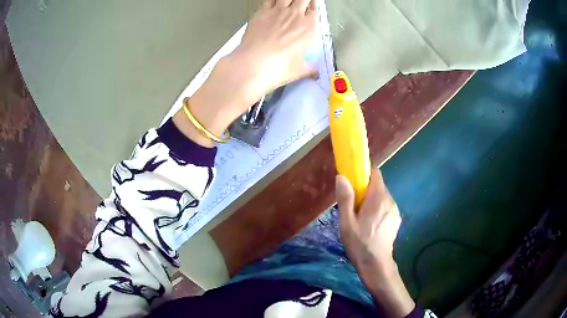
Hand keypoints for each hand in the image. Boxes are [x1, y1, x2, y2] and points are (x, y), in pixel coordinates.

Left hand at [234, 0, 318, 97]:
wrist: (254, 63)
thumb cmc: (278, 67)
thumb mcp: (298, 70)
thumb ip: (309, 68)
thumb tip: (316, 73)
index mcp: (308, 27)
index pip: (313, 9)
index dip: (312, 5)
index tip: (311, 4)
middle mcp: (295, 15)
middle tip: (301, 1)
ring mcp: (277, 11)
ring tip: (288, 0)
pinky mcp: (261, 12)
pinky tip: (272, 1)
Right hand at [336, 170, 414, 316]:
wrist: (376, 264)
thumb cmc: (359, 243)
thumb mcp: (346, 222)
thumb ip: (346, 198)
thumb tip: (342, 177)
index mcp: (378, 199)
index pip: (375, 174)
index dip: (364, 176)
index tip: (354, 186)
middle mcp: (390, 201)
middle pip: (378, 186)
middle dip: (366, 192)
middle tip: (355, 207)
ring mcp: (395, 211)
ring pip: (382, 197)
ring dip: (373, 202)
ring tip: (362, 219)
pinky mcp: (397, 219)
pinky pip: (387, 207)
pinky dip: (379, 210)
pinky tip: (372, 226)